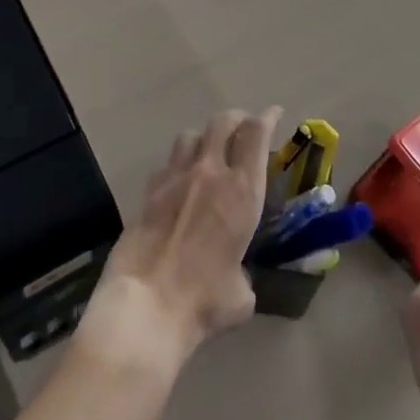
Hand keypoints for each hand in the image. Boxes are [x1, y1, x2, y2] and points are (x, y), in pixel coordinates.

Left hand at [78, 106, 279, 373]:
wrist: (145, 306)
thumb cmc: (202, 302)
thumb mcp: (240, 295)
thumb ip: (243, 275)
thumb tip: (237, 278)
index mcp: (242, 191)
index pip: (257, 134)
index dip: (267, 118)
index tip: (273, 113)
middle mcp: (209, 173)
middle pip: (223, 122)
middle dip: (236, 119)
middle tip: (243, 127)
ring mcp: (175, 178)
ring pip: (191, 135)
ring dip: (204, 138)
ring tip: (208, 151)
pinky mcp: (148, 192)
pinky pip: (167, 163)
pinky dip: (178, 165)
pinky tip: (179, 183)